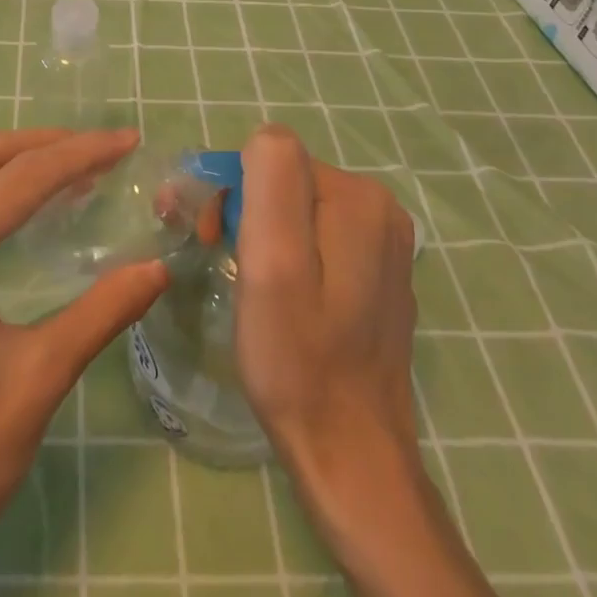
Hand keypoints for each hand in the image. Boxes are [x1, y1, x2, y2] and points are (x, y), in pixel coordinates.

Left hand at [0, 128, 168, 596]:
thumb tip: (157, 267)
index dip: (78, 155)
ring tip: (78, 171)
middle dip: (46, 146)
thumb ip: (100, 313)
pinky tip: (30, 210)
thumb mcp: (37, 381)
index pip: (16, 181)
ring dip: (19, 164)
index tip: (128, 142)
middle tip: (104, 150)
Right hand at [235, 122, 419, 471]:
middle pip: (286, 181)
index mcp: (359, 198)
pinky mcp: (378, 275)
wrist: (350, 457)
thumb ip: (273, 180)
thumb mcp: (273, 262)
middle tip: (219, 257)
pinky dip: (288, 254)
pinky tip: (279, 296)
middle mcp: (381, 209)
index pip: (271, 158)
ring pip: (298, 209)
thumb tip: (266, 140)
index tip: (212, 240)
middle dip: (243, 209)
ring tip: (244, 279)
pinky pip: (318, 239)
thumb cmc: (298, 358)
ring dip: (260, 231)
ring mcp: (384, 245)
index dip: (231, 192)